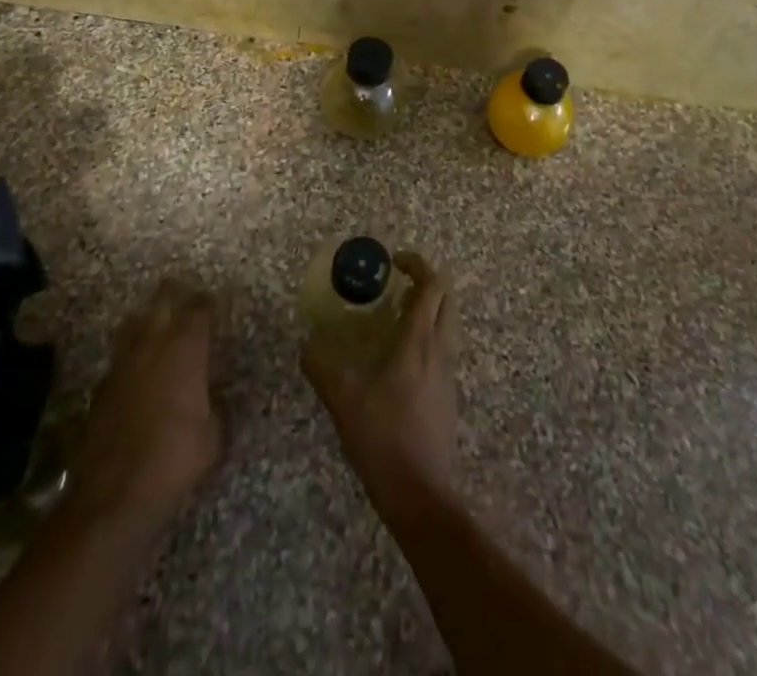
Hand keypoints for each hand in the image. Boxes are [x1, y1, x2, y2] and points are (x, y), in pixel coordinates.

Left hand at [70, 277, 222, 526]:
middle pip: (162, 301)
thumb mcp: (213, 434)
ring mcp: (122, 364)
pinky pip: (119, 359)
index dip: (208, 303)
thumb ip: (213, 403)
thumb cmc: (176, 459)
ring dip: (146, 319)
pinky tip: (137, 373)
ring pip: (133, 324)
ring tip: (156, 326)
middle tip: (184, 291)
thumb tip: (209, 394)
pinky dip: (130, 357)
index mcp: (185, 349)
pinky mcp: (101, 388)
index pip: (200, 309)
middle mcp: (153, 345)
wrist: (115, 495)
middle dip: (174, 292)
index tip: (216, 302)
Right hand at [301, 251, 458, 514]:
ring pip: (448, 323)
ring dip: (427, 309)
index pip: (432, 284)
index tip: (394, 262)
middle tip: (395, 286)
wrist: (421, 495)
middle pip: (447, 298)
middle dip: (425, 282)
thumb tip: (307, 342)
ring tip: (392, 319)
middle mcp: (441, 348)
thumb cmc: (383, 437)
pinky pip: (443, 348)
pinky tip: (398, 359)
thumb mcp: (342, 398)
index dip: (417, 264)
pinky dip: (427, 336)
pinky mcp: (449, 395)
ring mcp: (449, 373)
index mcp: (419, 340)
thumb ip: (321, 364)